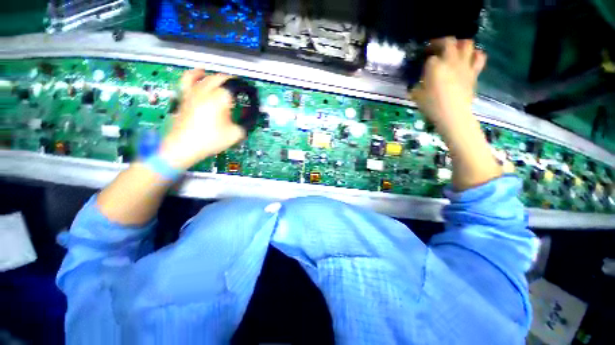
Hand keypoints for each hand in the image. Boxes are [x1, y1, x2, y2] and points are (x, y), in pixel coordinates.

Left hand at [159, 70, 245, 169]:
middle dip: (233, 83)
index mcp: (219, 99)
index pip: (234, 87)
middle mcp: (205, 92)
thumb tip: (250, 118)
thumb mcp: (234, 135)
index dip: (244, 90)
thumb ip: (245, 124)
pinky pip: (188, 79)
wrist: (184, 146)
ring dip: (218, 78)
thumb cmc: (209, 141)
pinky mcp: (185, 97)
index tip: (250, 95)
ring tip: (225, 82)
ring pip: (206, 76)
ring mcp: (193, 93)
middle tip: (241, 91)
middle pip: (221, 78)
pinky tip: (200, 73)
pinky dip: (196, 74)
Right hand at [410, 37, 485, 128]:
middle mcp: (450, 61)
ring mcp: (464, 65)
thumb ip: (416, 86)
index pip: (429, 57)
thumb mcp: (416, 96)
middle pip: (448, 42)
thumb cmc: (432, 106)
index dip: (425, 59)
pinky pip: (479, 57)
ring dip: (459, 44)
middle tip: (434, 49)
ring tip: (453, 50)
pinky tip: (469, 59)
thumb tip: (417, 84)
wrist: (453, 115)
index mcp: (434, 67)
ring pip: (467, 44)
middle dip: (440, 43)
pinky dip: (475, 55)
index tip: (422, 64)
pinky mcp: (474, 72)